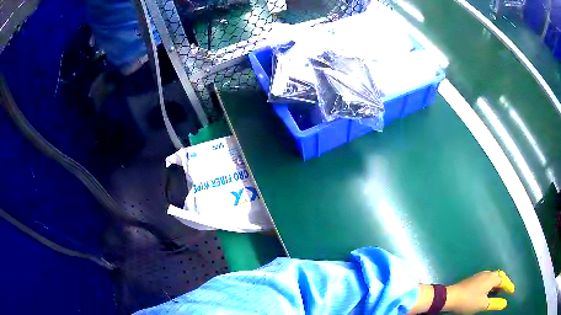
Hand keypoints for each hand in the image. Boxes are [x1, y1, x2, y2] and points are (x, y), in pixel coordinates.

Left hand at [446, 270, 514, 313]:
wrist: (451, 297)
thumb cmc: (469, 301)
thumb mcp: (483, 304)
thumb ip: (495, 303)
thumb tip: (505, 303)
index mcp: (492, 278)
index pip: (504, 280)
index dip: (509, 286)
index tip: (512, 292)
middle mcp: (488, 273)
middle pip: (499, 276)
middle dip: (504, 283)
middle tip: (506, 291)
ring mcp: (480, 275)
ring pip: (493, 278)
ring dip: (497, 284)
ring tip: (498, 293)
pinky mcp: (473, 279)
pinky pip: (487, 280)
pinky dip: (490, 285)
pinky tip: (488, 292)